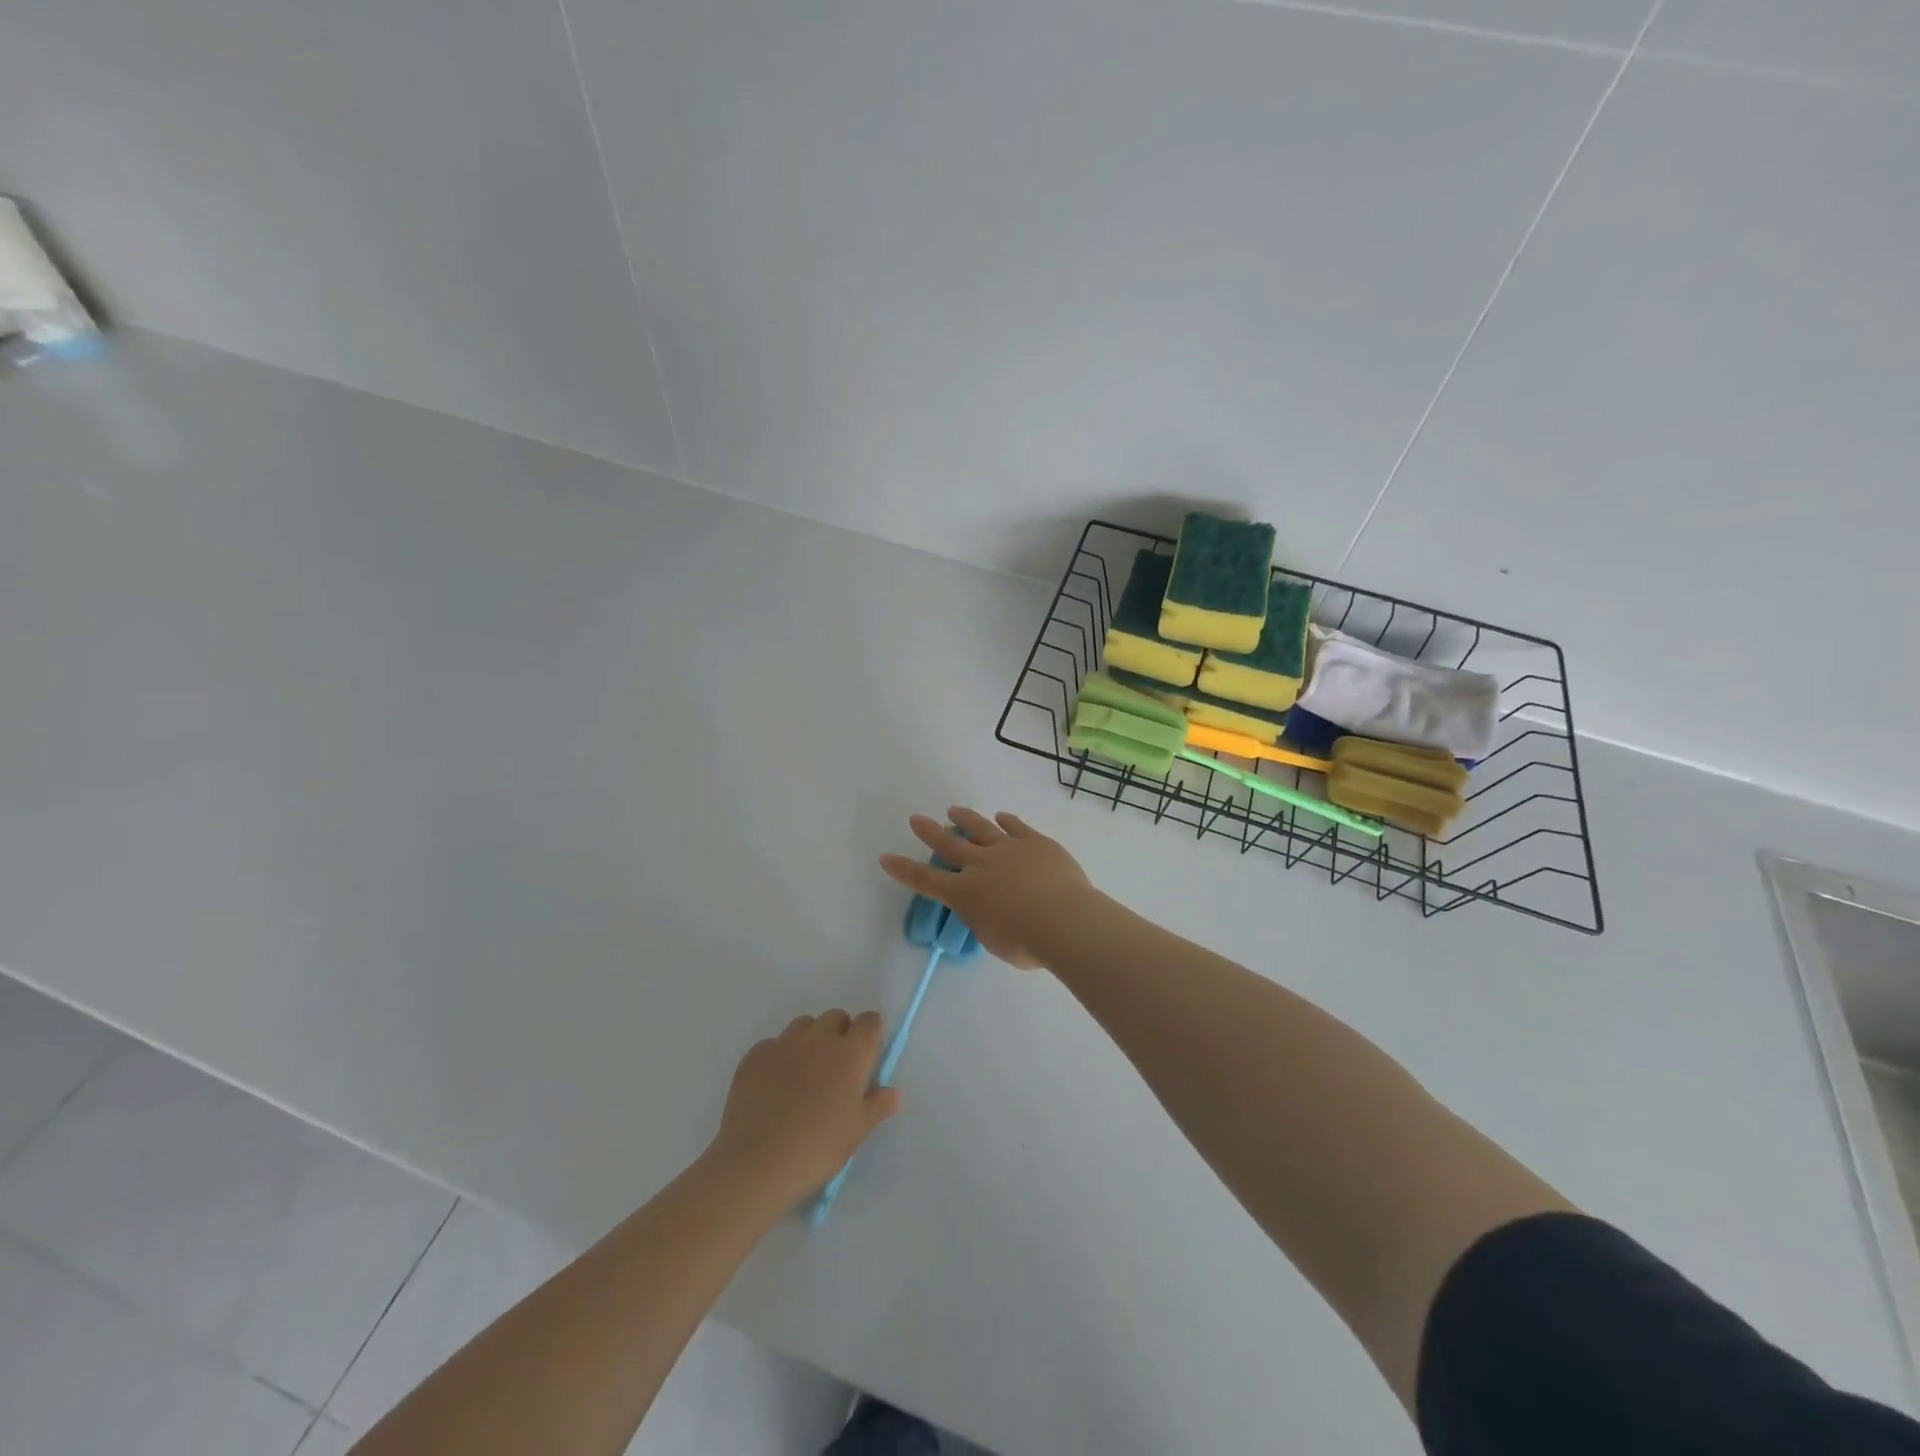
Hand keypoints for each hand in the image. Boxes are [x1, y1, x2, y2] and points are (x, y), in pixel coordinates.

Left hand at [704, 1010, 900, 1214]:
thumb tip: (893, 1092)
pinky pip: (774, 1044)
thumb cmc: (818, 1148)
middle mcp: (819, 1037)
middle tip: (835, 1069)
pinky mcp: (755, 1055)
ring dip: (810, 1040)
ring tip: (804, 1075)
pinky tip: (774, 1086)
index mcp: (851, 1052)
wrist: (757, 1163)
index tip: (866, 1057)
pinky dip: (780, 1056)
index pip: (870, 1021)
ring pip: (804, 1025)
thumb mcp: (857, 1132)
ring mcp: (784, 1043)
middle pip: (836, 1017)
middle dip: (840, 1034)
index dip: (870, 1035)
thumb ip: (878, 1105)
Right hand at [879, 808, 1098, 970]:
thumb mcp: (994, 939)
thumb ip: (987, 920)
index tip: (886, 857)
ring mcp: (1009, 849)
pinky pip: (1017, 827)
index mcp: (965, 894)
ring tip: (954, 811)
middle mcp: (981, 865)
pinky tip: (1002, 816)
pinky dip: (1007, 821)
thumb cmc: (1026, 943)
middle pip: (950, 845)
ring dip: (966, 819)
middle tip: (917, 819)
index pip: (926, 880)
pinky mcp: (1035, 842)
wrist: (1064, 920)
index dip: (904, 869)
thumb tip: (993, 910)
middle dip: (930, 832)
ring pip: (981, 828)